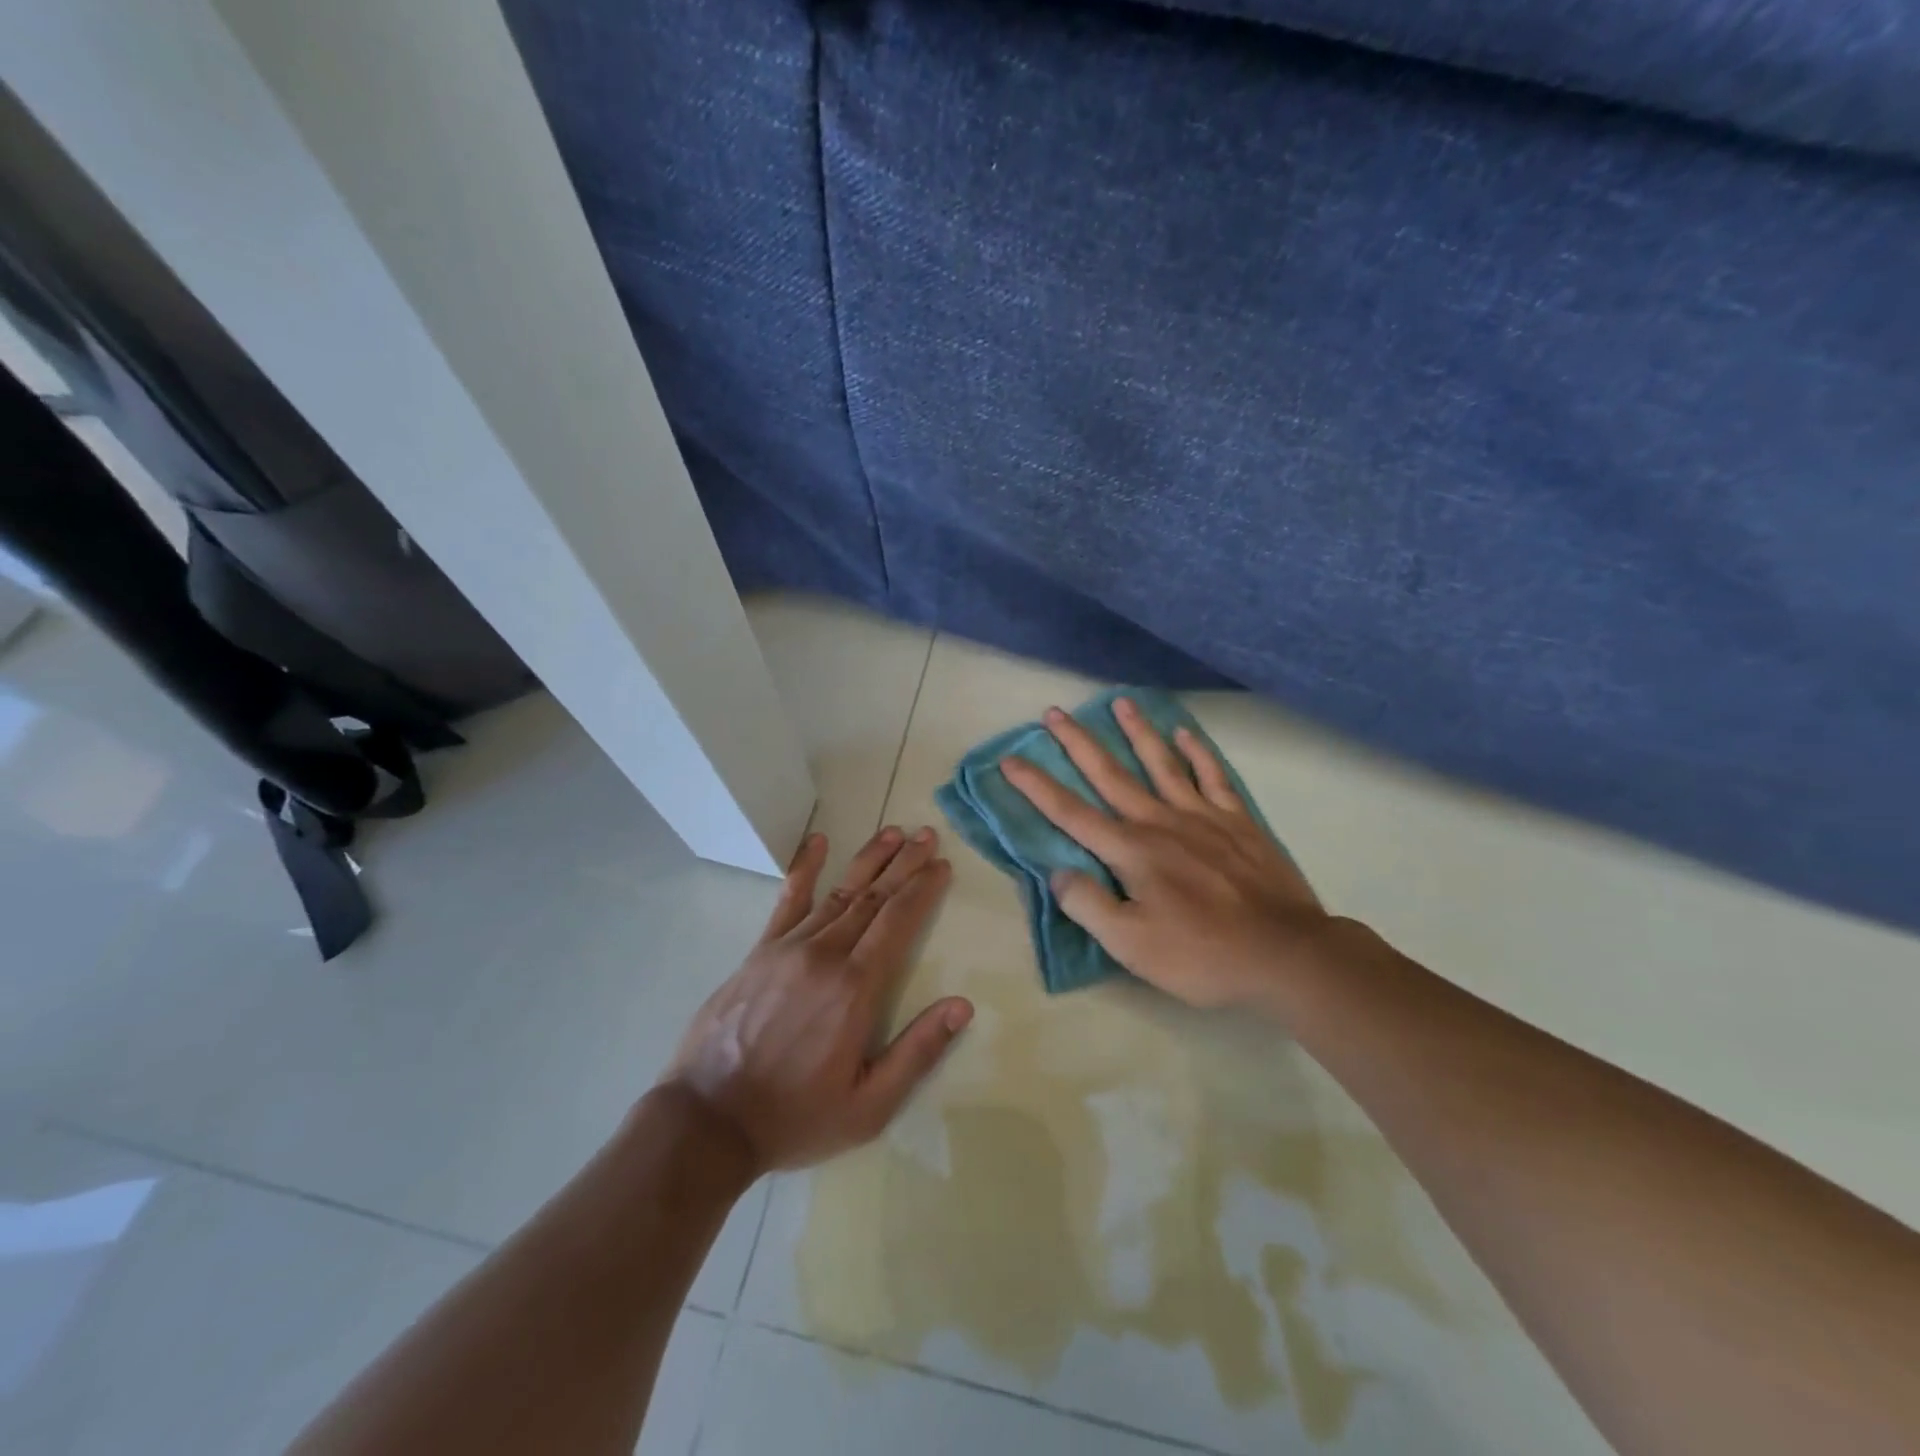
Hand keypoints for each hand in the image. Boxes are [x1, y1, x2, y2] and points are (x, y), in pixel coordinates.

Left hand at [661, 826, 971, 1174]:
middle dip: (904, 864)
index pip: (898, 922)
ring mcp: (788, 948)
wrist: (708, 1120)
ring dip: (869, 859)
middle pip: (873, 897)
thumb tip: (962, 1005)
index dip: (922, 890)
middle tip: (927, 835)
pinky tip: (818, 842)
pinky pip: (787, 900)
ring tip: (892, 832)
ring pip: (838, 892)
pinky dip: (805, 868)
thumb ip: (918, 1052)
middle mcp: (825, 955)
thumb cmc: (795, 1117)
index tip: (942, 865)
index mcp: (855, 988)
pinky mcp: (759, 951)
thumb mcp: (869, 1106)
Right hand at [1001, 698, 1331, 1010]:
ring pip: (1161, 763)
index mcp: (1130, 851)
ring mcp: (1201, 816)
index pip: (1070, 813)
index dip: (1036, 786)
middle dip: (1077, 743)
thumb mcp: (1131, 945)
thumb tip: (1057, 872)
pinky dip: (1197, 752)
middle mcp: (1159, 821)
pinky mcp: (1237, 821)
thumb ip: (1088, 905)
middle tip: (1053, 713)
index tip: (1010, 759)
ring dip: (1137, 731)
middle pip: (1110, 774)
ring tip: (1119, 701)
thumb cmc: (1201, 955)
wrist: (1285, 954)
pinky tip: (1185, 733)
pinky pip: (1212, 776)